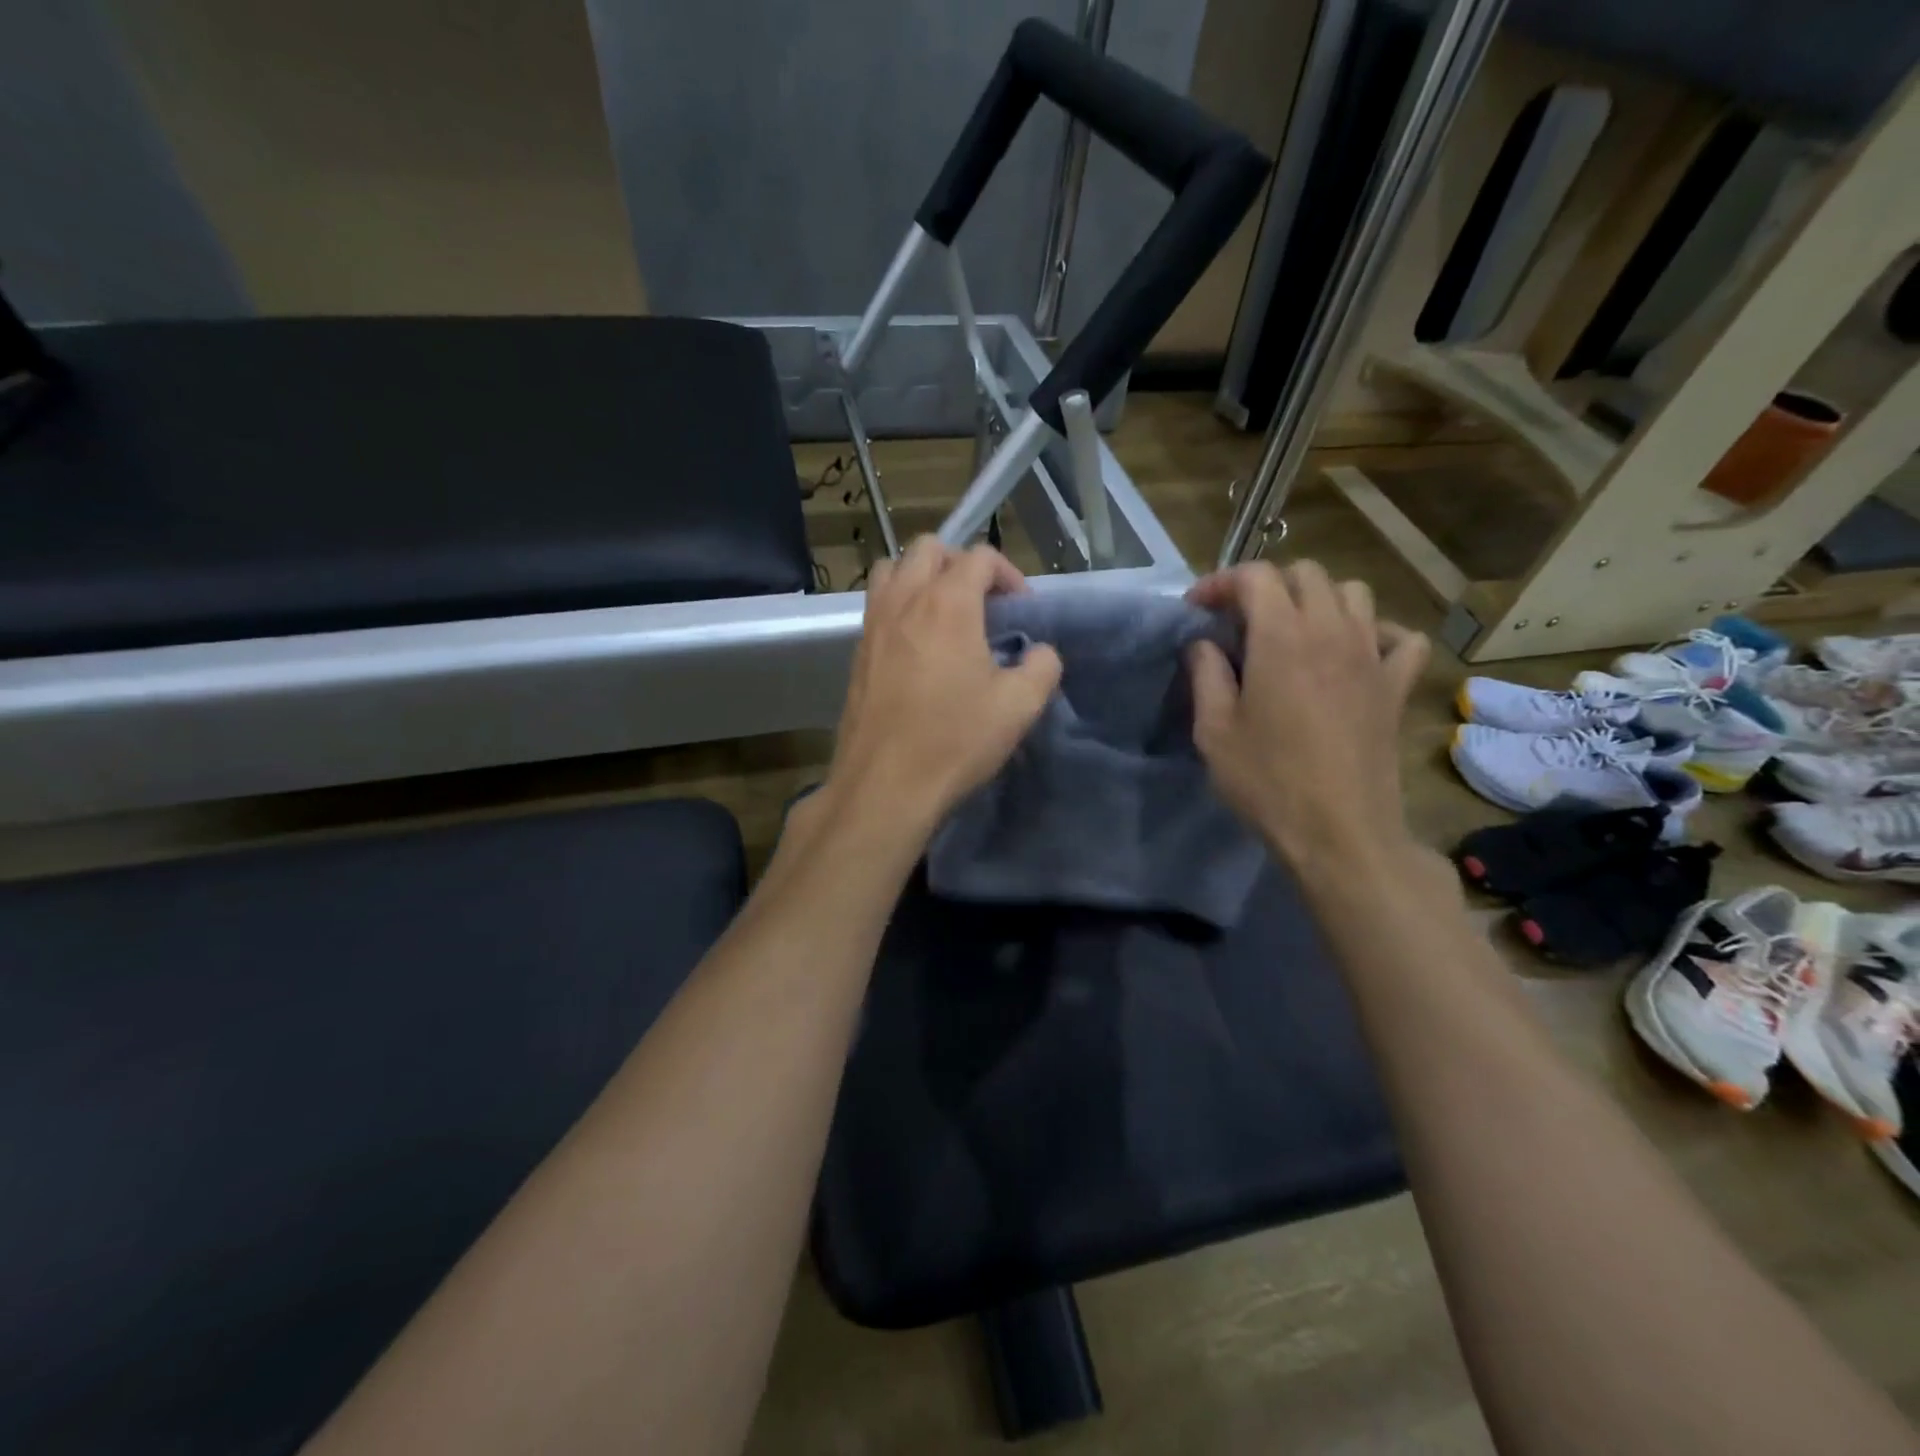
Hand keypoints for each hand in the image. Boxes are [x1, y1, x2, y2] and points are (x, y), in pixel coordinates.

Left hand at [814, 537, 1061, 849]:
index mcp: (947, 603)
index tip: (1022, 612)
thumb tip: (1041, 653)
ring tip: (944, 615)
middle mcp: (905, 600)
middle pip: (929, 548)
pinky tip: (917, 647)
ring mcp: (873, 624)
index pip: (980, 557)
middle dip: (961, 563)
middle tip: (982, 603)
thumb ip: (1042, 667)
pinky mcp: (857, 652)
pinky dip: (899, 605)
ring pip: (892, 569)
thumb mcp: (1019, 707)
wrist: (884, 785)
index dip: (1009, 575)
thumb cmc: (954, 741)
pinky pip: (876, 605)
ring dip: (921, 577)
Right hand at [1186, 560, 1427, 877]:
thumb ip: (1206, 675)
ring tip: (1294, 631)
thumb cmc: (1267, 781)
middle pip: (1306, 574)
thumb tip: (1205, 644)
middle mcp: (1332, 631)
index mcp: (1282, 637)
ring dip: (1318, 600)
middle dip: (1267, 585)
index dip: (1220, 582)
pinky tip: (1354, 654)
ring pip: (1353, 593)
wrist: (1339, 832)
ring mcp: (1372, 656)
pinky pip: (1399, 637)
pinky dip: (1376, 633)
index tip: (1197, 608)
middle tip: (1240, 620)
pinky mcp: (1396, 686)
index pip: (1255, 576)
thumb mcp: (1213, 731)